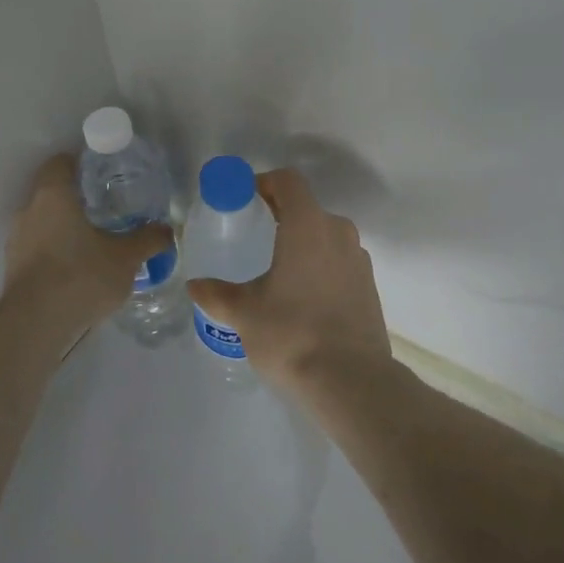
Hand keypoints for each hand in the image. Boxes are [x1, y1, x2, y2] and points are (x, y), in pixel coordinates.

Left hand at [2, 154, 172, 343]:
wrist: (36, 323)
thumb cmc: (81, 275)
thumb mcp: (125, 257)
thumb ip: (147, 239)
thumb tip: (167, 230)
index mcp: (53, 195)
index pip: (59, 163)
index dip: (79, 164)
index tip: (101, 173)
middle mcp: (28, 210)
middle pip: (51, 192)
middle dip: (76, 198)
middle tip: (105, 209)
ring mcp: (16, 240)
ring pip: (43, 222)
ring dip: (63, 227)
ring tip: (93, 242)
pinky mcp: (13, 268)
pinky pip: (37, 248)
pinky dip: (54, 251)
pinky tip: (76, 269)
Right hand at [187, 168, 393, 399]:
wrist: (351, 381)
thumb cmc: (291, 334)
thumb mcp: (244, 313)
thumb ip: (217, 294)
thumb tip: (194, 286)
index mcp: (307, 225)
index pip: (288, 181)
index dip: (264, 183)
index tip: (244, 199)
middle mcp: (338, 232)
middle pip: (307, 208)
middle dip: (280, 215)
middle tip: (254, 236)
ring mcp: (359, 259)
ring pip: (326, 235)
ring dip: (302, 243)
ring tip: (277, 270)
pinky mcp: (369, 286)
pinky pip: (339, 261)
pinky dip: (320, 266)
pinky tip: (303, 297)